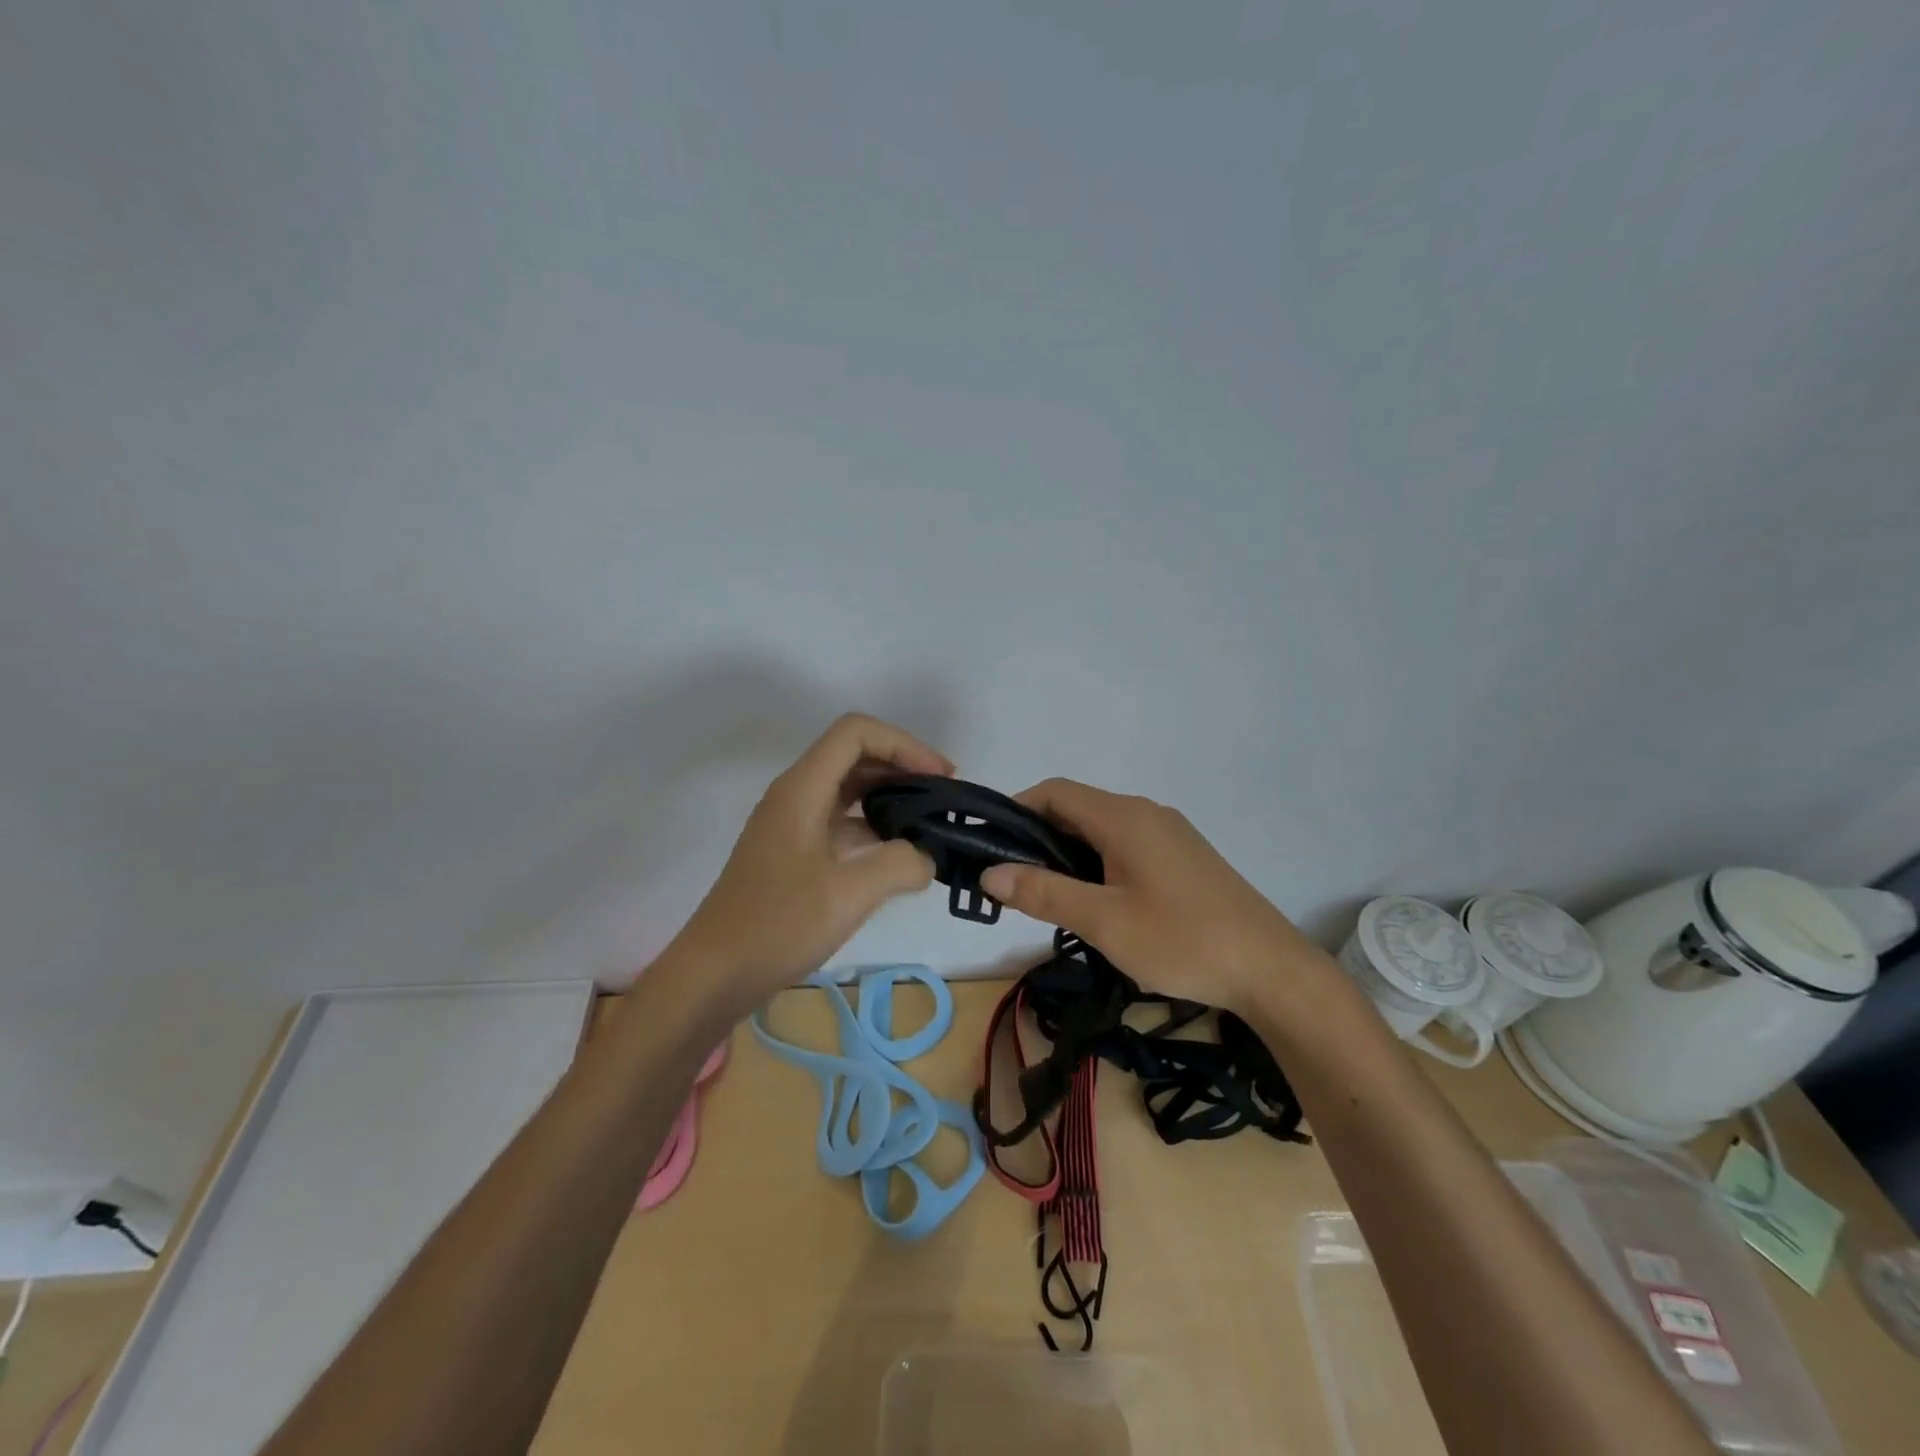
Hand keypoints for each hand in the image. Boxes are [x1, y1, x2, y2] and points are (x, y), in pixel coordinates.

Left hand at [669, 713, 951, 1006]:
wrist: (714, 975)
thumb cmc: (777, 926)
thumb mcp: (848, 894)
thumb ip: (900, 864)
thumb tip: (926, 858)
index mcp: (802, 789)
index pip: (856, 732)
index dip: (904, 744)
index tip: (940, 778)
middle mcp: (795, 796)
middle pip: (854, 755)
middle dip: (903, 766)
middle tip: (944, 797)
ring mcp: (792, 825)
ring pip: (849, 789)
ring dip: (891, 796)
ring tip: (929, 823)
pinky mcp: (794, 854)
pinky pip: (841, 822)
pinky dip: (874, 827)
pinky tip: (899, 856)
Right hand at [978, 779, 1329, 1015]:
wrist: (1270, 970)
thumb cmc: (1181, 940)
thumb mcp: (1103, 921)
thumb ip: (1044, 892)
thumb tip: (990, 873)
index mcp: (1123, 817)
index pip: (1055, 792)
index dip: (1017, 809)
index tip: (991, 845)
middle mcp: (1146, 812)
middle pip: (1078, 809)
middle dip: (1039, 837)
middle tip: (1015, 881)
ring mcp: (1170, 833)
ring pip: (1103, 829)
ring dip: (1069, 853)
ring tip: (1049, 896)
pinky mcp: (1185, 856)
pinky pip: (1127, 845)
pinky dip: (1099, 862)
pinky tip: (1098, 902)